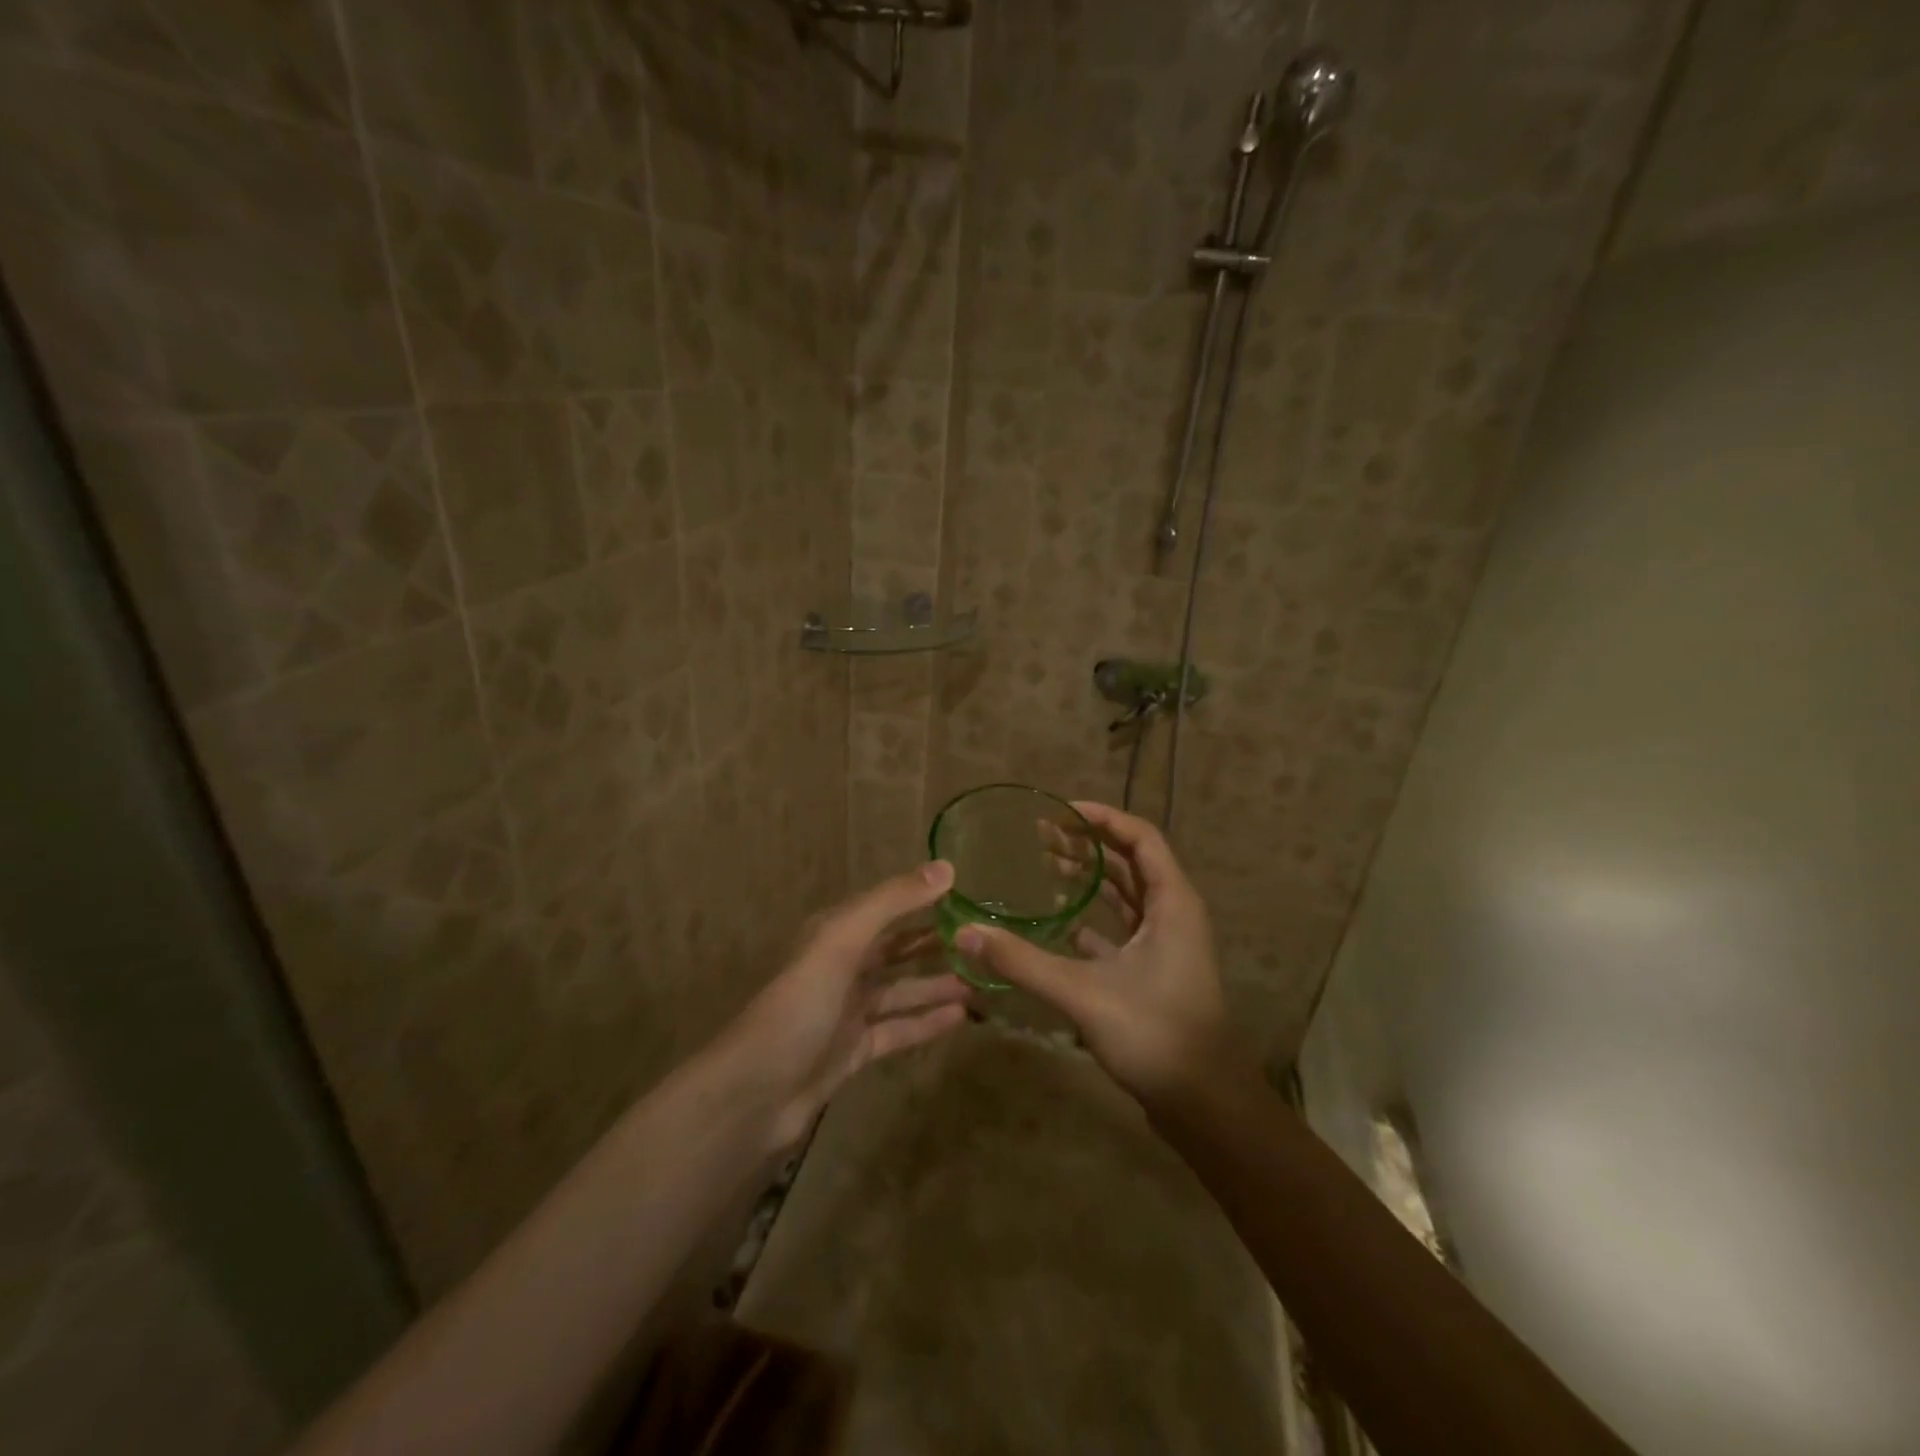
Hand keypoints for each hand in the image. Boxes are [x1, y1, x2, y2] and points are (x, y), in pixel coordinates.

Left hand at [718, 860, 970, 1151]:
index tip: (969, 898)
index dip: (924, 900)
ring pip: (901, 991)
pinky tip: (961, 1018)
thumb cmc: (799, 1005)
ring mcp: (848, 1011)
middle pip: (896, 949)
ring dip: (938, 985)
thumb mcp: (843, 941)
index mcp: (835, 933)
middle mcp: (842, 966)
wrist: (755, 1092)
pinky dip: (926, 1022)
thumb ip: (892, 902)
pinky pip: (898, 1029)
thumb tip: (947, 868)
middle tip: (984, 943)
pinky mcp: (854, 1050)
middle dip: (935, 945)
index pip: (887, 907)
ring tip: (983, 982)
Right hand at [955, 802, 1243, 1103]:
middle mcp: (1174, 914)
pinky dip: (1092, 918)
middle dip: (1088, 844)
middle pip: (1131, 862)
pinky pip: (1121, 928)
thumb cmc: (1155, 1034)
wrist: (1205, 1105)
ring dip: (1090, 878)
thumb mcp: (1083, 993)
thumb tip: (966, 932)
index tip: (1060, 811)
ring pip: (1126, 895)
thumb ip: (1023, 962)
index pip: (1140, 837)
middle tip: (1041, 835)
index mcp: (1172, 903)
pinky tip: (1058, 922)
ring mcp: (1167, 944)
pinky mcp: (1156, 970)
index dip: (1102, 818)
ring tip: (1045, 865)